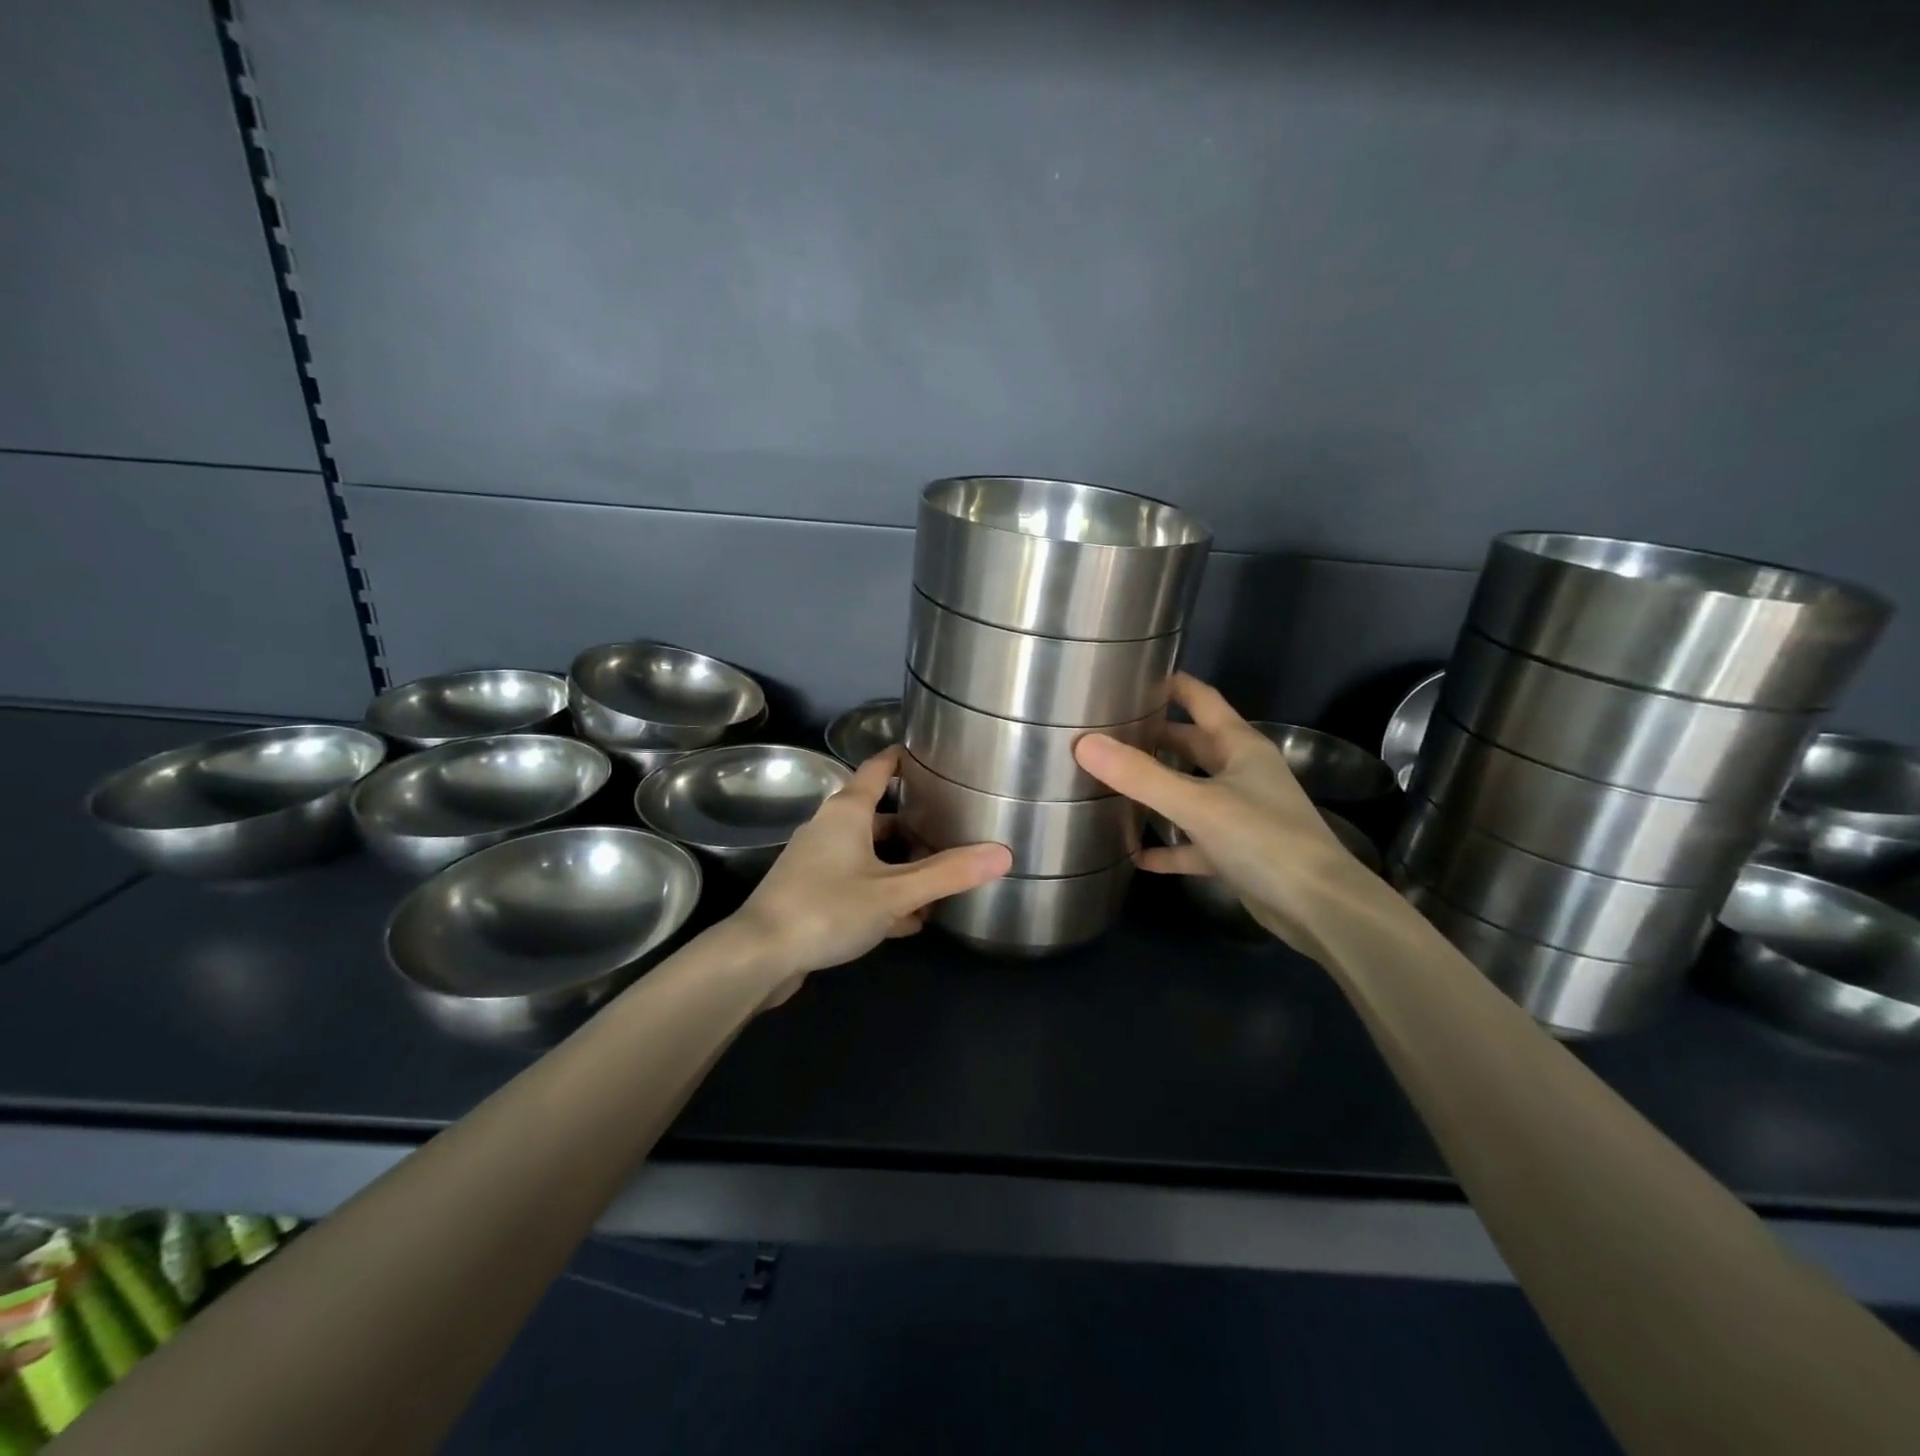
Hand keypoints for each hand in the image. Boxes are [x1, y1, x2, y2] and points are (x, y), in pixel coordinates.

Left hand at [730, 746, 1011, 1002]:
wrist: (759, 956)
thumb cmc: (827, 908)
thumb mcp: (896, 892)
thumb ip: (948, 873)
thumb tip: (1003, 854)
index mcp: (847, 812)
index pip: (878, 769)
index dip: (903, 759)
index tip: (931, 756)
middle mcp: (829, 829)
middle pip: (878, 816)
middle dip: (914, 826)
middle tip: (951, 831)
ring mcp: (816, 862)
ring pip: (869, 855)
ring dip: (901, 868)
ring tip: (937, 885)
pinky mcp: (810, 894)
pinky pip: (856, 884)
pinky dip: (881, 894)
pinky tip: (907, 921)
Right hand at [1072, 673, 1382, 947]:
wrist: (1319, 908)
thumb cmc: (1262, 839)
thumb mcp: (1196, 803)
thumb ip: (1139, 775)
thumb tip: (1083, 744)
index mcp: (1239, 746)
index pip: (1201, 699)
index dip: (1170, 684)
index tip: (1130, 676)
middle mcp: (1241, 772)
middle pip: (1191, 744)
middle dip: (1152, 738)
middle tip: (1105, 733)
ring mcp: (1240, 813)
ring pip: (1189, 792)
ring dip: (1156, 790)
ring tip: (1109, 784)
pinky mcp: (1236, 852)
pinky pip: (1193, 842)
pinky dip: (1168, 846)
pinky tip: (1135, 855)